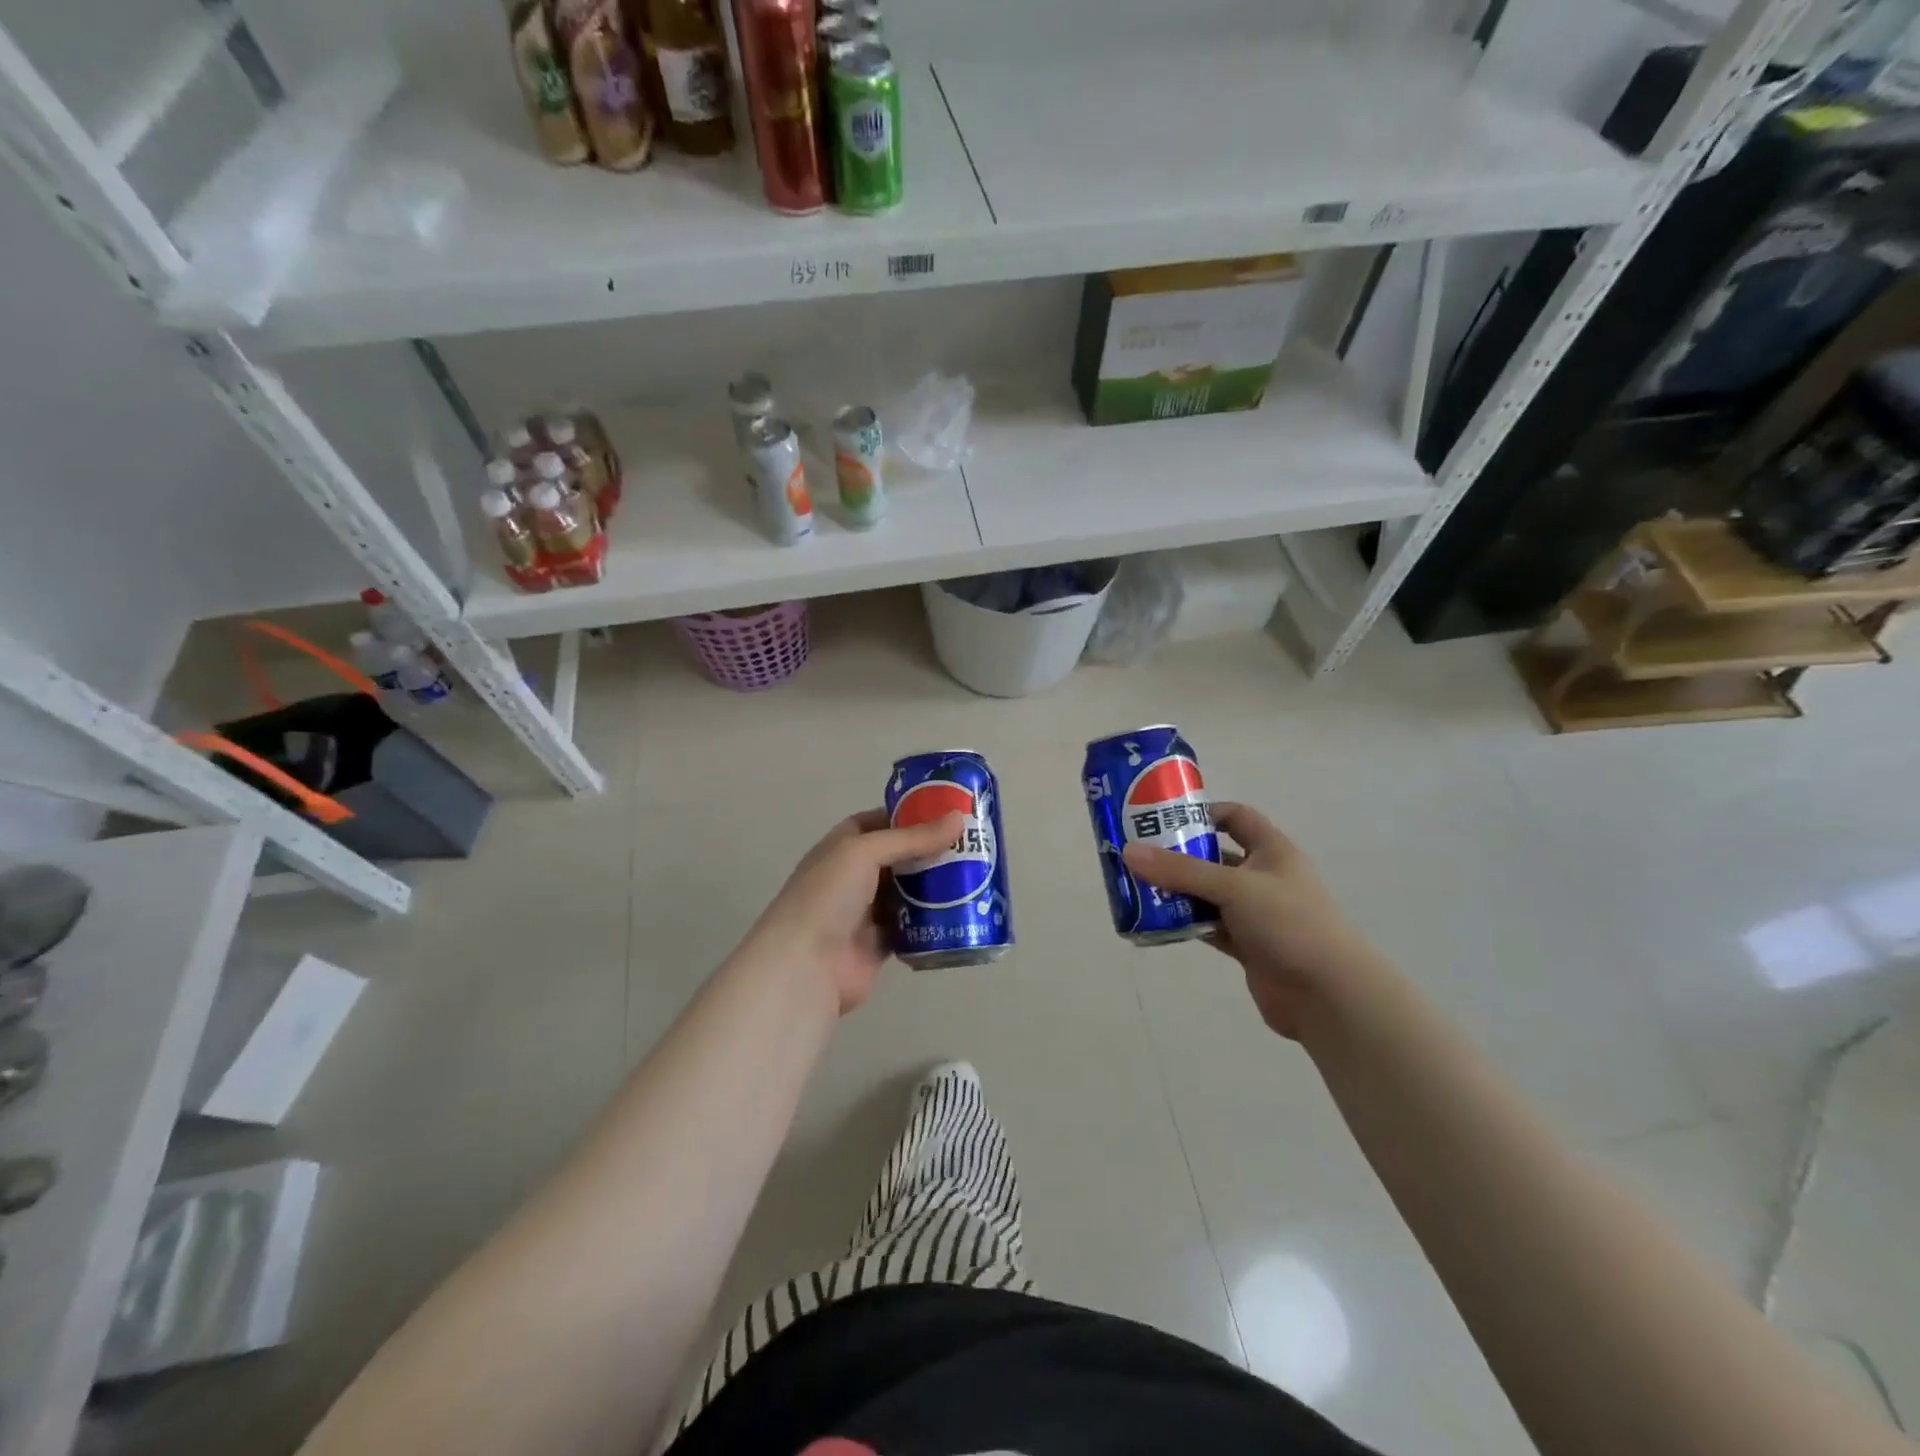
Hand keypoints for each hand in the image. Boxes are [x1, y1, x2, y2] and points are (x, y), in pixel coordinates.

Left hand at [740, 808, 965, 1015]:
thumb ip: (911, 838)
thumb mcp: (865, 852)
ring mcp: (866, 911)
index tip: (946, 812)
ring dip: (936, 885)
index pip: (878, 822)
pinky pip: (912, 926)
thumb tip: (958, 818)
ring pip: (908, 892)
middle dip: (931, 851)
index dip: (909, 815)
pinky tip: (962, 911)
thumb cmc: (828, 896)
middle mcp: (853, 876)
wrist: (806, 966)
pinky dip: (933, 920)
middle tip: (973, 844)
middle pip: (899, 857)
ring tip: (976, 874)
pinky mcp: (880, 943)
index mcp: (842, 847)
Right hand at [1123, 803, 1385, 1038]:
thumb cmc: (1289, 923)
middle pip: (1214, 857)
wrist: (1329, 995)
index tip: (1164, 817)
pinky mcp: (1247, 945)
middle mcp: (1263, 877)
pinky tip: (1156, 922)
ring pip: (1208, 894)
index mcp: (1272, 851)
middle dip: (1179, 856)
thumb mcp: (1234, 887)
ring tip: (1137, 887)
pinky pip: (1209, 926)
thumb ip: (1181, 871)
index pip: (1236, 817)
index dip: (1203, 813)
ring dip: (1178, 892)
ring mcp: (1256, 913)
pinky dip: (1186, 923)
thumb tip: (1128, 852)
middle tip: (1137, 854)